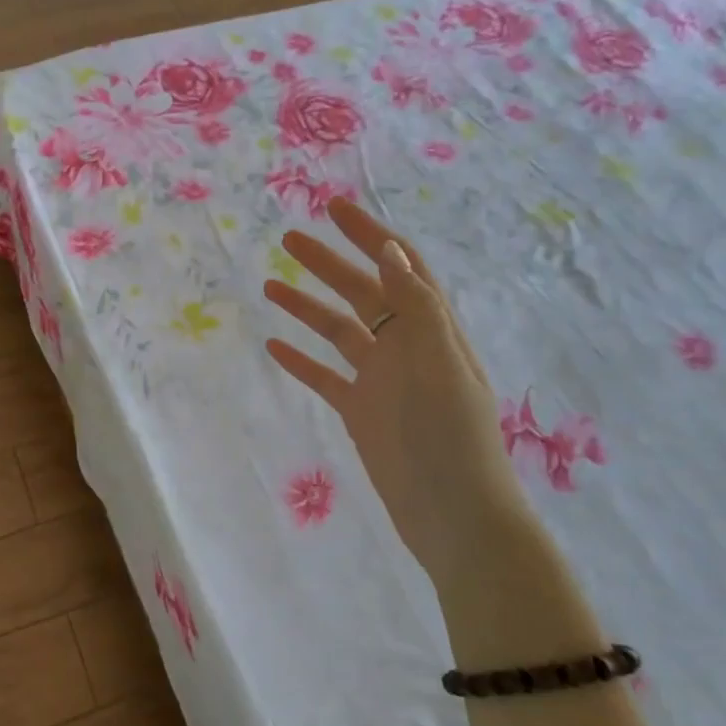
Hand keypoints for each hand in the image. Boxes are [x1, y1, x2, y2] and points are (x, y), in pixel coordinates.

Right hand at [263, 199, 534, 590]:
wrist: (454, 516)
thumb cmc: (454, 438)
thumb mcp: (440, 365)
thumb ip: (416, 308)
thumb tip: (390, 250)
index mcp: (431, 330)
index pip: (400, 268)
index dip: (371, 235)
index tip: (335, 208)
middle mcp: (406, 348)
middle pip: (362, 292)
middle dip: (329, 263)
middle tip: (289, 239)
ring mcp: (381, 380)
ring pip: (338, 331)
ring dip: (307, 307)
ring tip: (270, 285)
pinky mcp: (361, 412)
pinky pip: (325, 377)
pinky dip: (301, 359)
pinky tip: (274, 346)